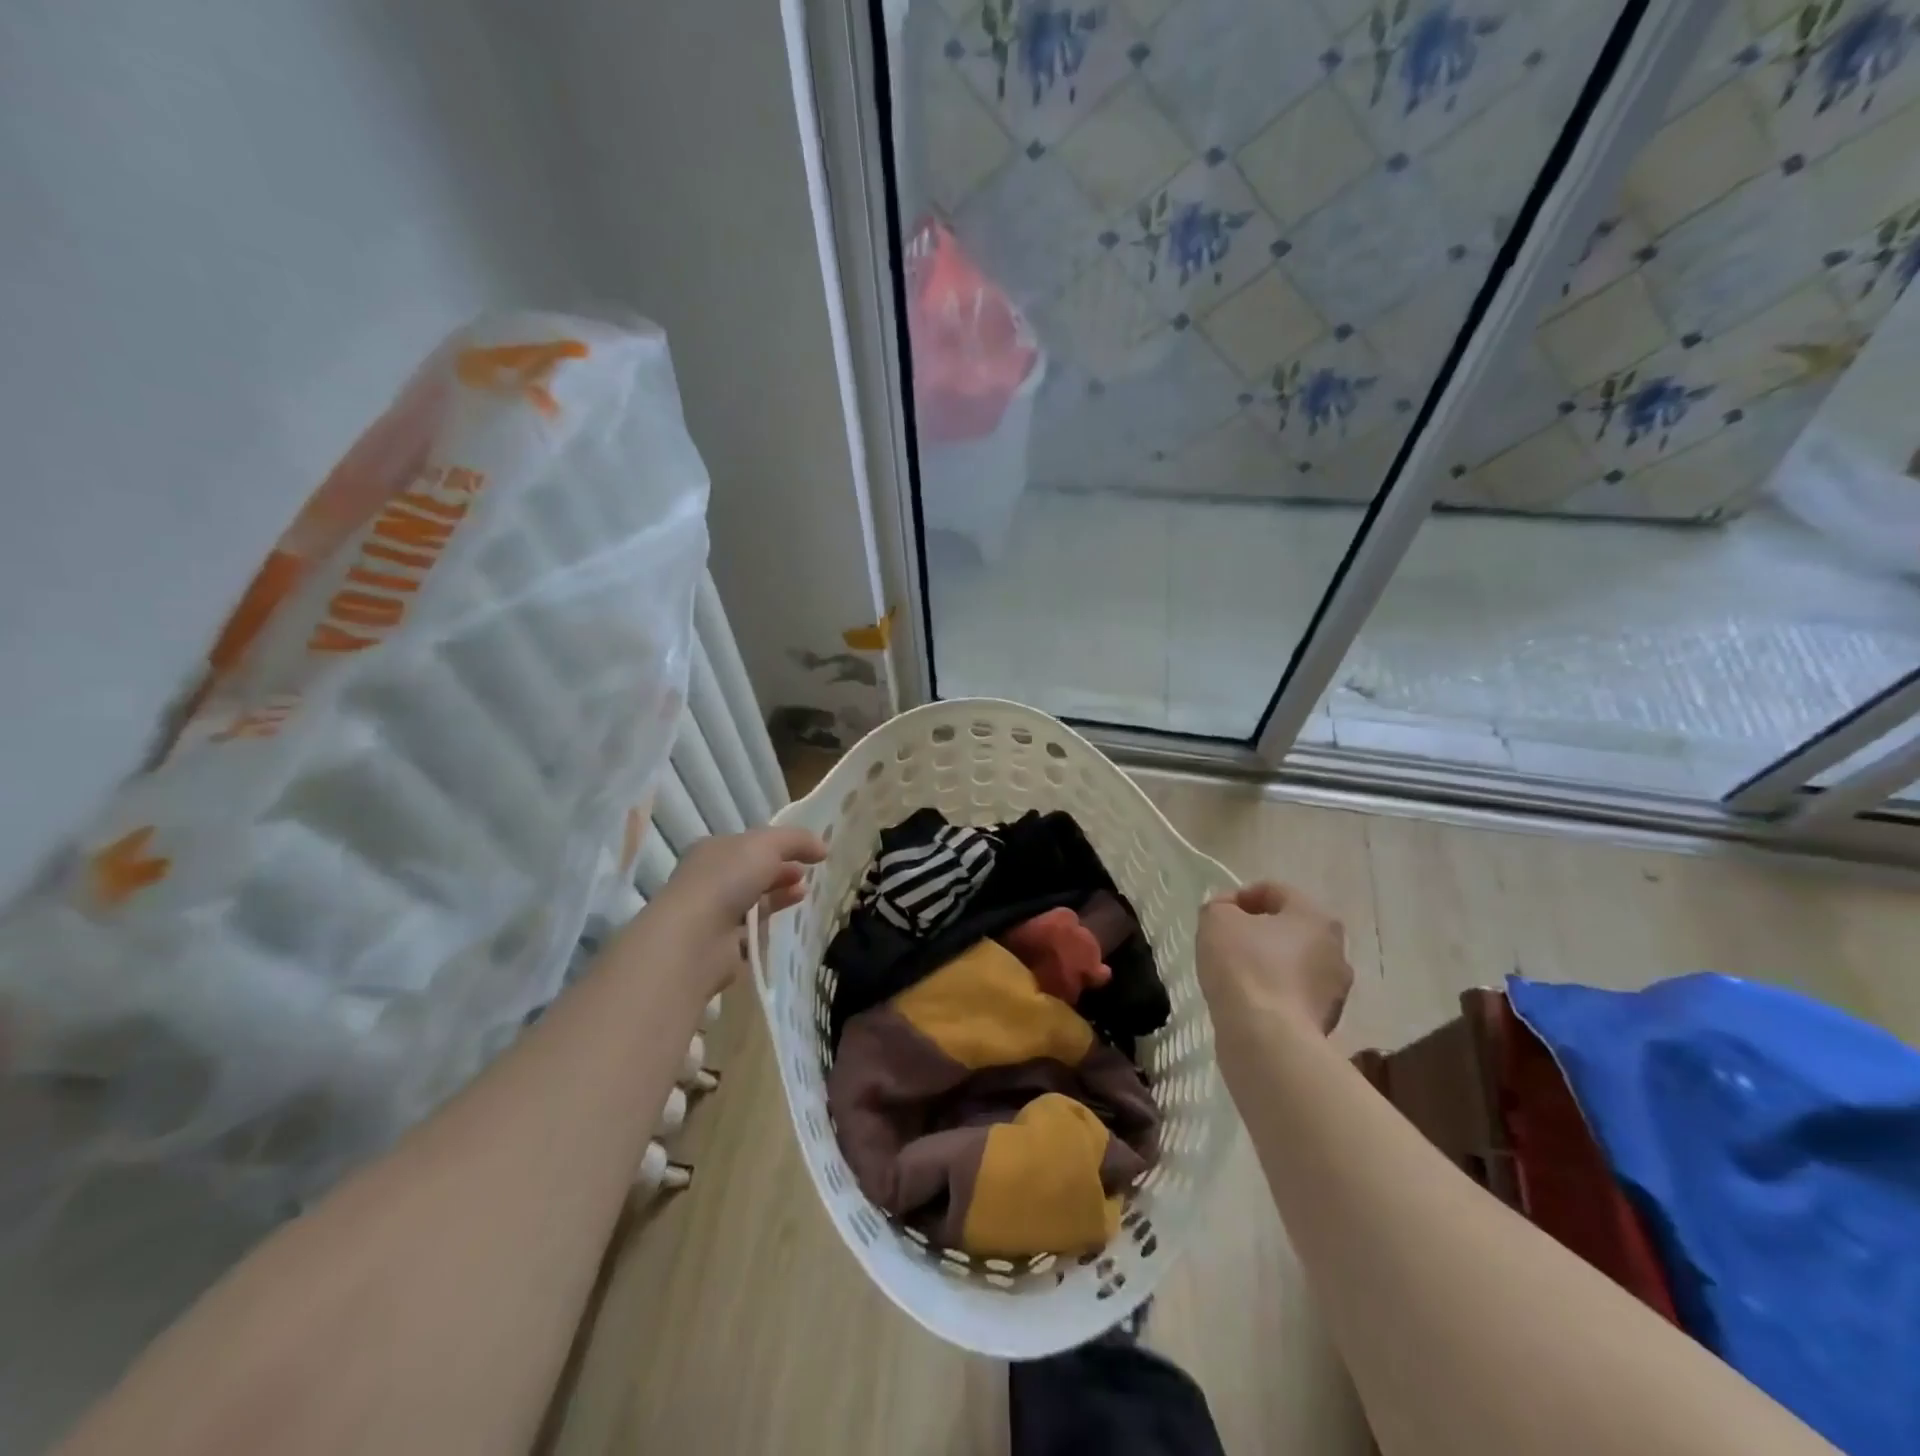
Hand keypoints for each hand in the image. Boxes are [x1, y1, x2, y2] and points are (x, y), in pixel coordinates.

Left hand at [636, 826, 826, 998]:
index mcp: (713, 850)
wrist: (695, 938)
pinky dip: (768, 924)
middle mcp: (709, 879)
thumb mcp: (767, 845)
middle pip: (751, 871)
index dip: (779, 845)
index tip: (808, 852)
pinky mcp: (719, 944)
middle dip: (781, 870)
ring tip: (803, 894)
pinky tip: (786, 922)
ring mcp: (712, 913)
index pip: (750, 843)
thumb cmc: (727, 879)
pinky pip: (750, 929)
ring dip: (778, 895)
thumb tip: (823, 847)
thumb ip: (796, 840)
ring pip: (751, 900)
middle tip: (806, 874)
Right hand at [1197, 881, 1352, 1038]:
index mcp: (1315, 917)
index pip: (1275, 891)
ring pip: (1293, 964)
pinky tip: (1248, 1002)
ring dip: (1267, 964)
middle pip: (1289, 929)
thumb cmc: (1244, 967)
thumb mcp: (1216, 920)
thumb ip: (1219, 907)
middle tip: (1225, 943)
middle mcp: (1336, 950)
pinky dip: (1272, 994)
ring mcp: (1335, 991)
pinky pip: (1293, 996)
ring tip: (1234, 976)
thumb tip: (1227, 912)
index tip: (1216, 914)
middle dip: (1257, 932)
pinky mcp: (1326, 1023)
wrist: (1267, 1040)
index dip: (1239, 896)